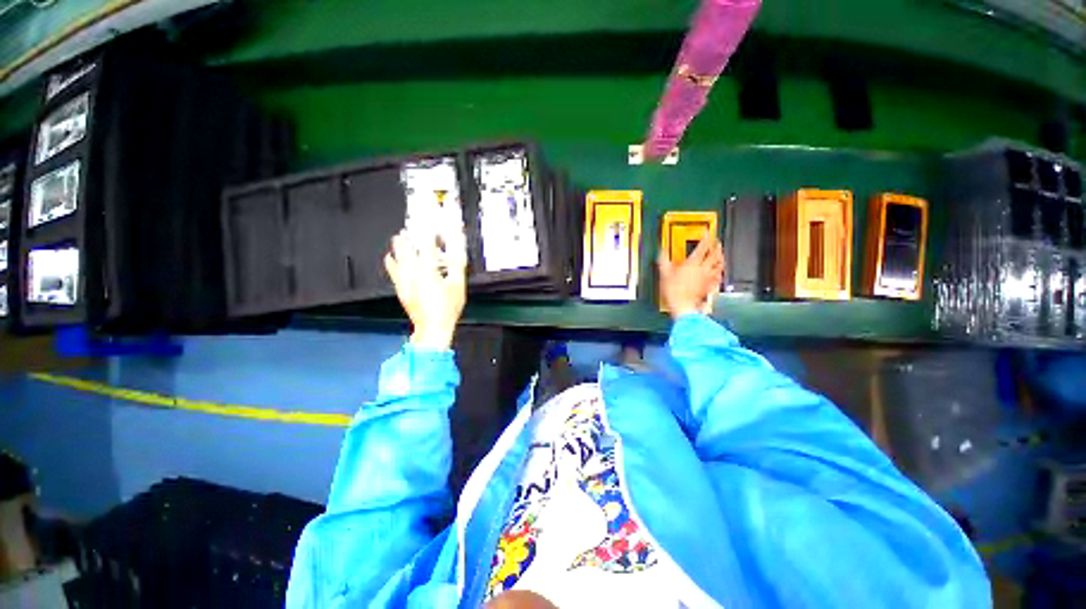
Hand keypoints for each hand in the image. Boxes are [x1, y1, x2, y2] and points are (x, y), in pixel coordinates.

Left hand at [384, 229, 466, 349]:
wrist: (432, 326)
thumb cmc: (447, 307)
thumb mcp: (458, 284)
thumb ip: (457, 263)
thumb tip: (458, 248)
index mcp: (428, 270)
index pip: (428, 246)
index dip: (430, 234)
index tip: (433, 226)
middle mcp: (413, 272)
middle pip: (408, 249)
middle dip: (410, 236)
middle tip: (411, 227)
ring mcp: (404, 281)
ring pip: (398, 258)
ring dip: (399, 246)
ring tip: (399, 236)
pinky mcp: (401, 289)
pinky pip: (392, 271)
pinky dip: (391, 262)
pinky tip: (389, 257)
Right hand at [658, 237, 723, 319]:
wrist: (683, 306)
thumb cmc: (674, 292)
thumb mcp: (665, 274)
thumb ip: (664, 261)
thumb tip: (662, 252)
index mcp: (692, 263)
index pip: (702, 247)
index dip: (706, 239)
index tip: (708, 233)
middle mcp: (703, 269)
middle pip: (714, 255)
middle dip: (717, 247)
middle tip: (717, 242)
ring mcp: (707, 278)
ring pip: (718, 265)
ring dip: (721, 258)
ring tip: (721, 254)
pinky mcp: (709, 286)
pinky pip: (718, 277)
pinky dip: (719, 273)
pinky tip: (719, 273)